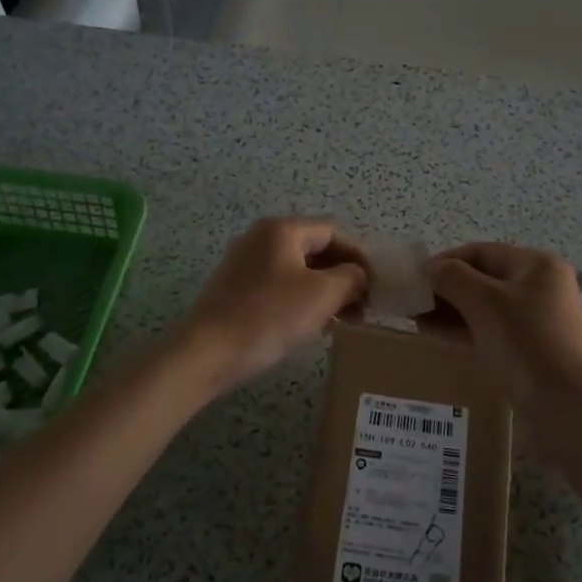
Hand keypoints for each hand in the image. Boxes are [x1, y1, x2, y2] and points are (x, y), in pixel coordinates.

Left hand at [175, 217, 367, 394]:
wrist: (205, 352)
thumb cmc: (269, 316)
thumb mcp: (322, 294)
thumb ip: (351, 278)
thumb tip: (359, 275)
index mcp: (281, 229)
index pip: (333, 232)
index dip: (359, 257)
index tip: (376, 287)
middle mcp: (260, 238)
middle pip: (314, 250)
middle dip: (342, 277)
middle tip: (362, 308)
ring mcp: (243, 263)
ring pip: (297, 271)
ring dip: (324, 292)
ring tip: (341, 321)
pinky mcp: (233, 289)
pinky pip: (278, 286)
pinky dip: (300, 301)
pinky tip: (310, 326)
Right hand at [425, 242, 581, 411]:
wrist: (566, 407)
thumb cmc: (525, 343)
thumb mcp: (484, 303)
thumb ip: (452, 278)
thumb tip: (429, 269)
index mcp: (537, 265)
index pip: (480, 252)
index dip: (443, 261)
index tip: (412, 279)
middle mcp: (541, 286)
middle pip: (483, 278)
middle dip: (445, 289)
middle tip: (411, 302)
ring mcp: (538, 320)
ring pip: (485, 307)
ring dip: (451, 311)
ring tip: (416, 320)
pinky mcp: (532, 349)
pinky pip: (492, 330)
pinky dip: (464, 330)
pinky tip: (435, 335)